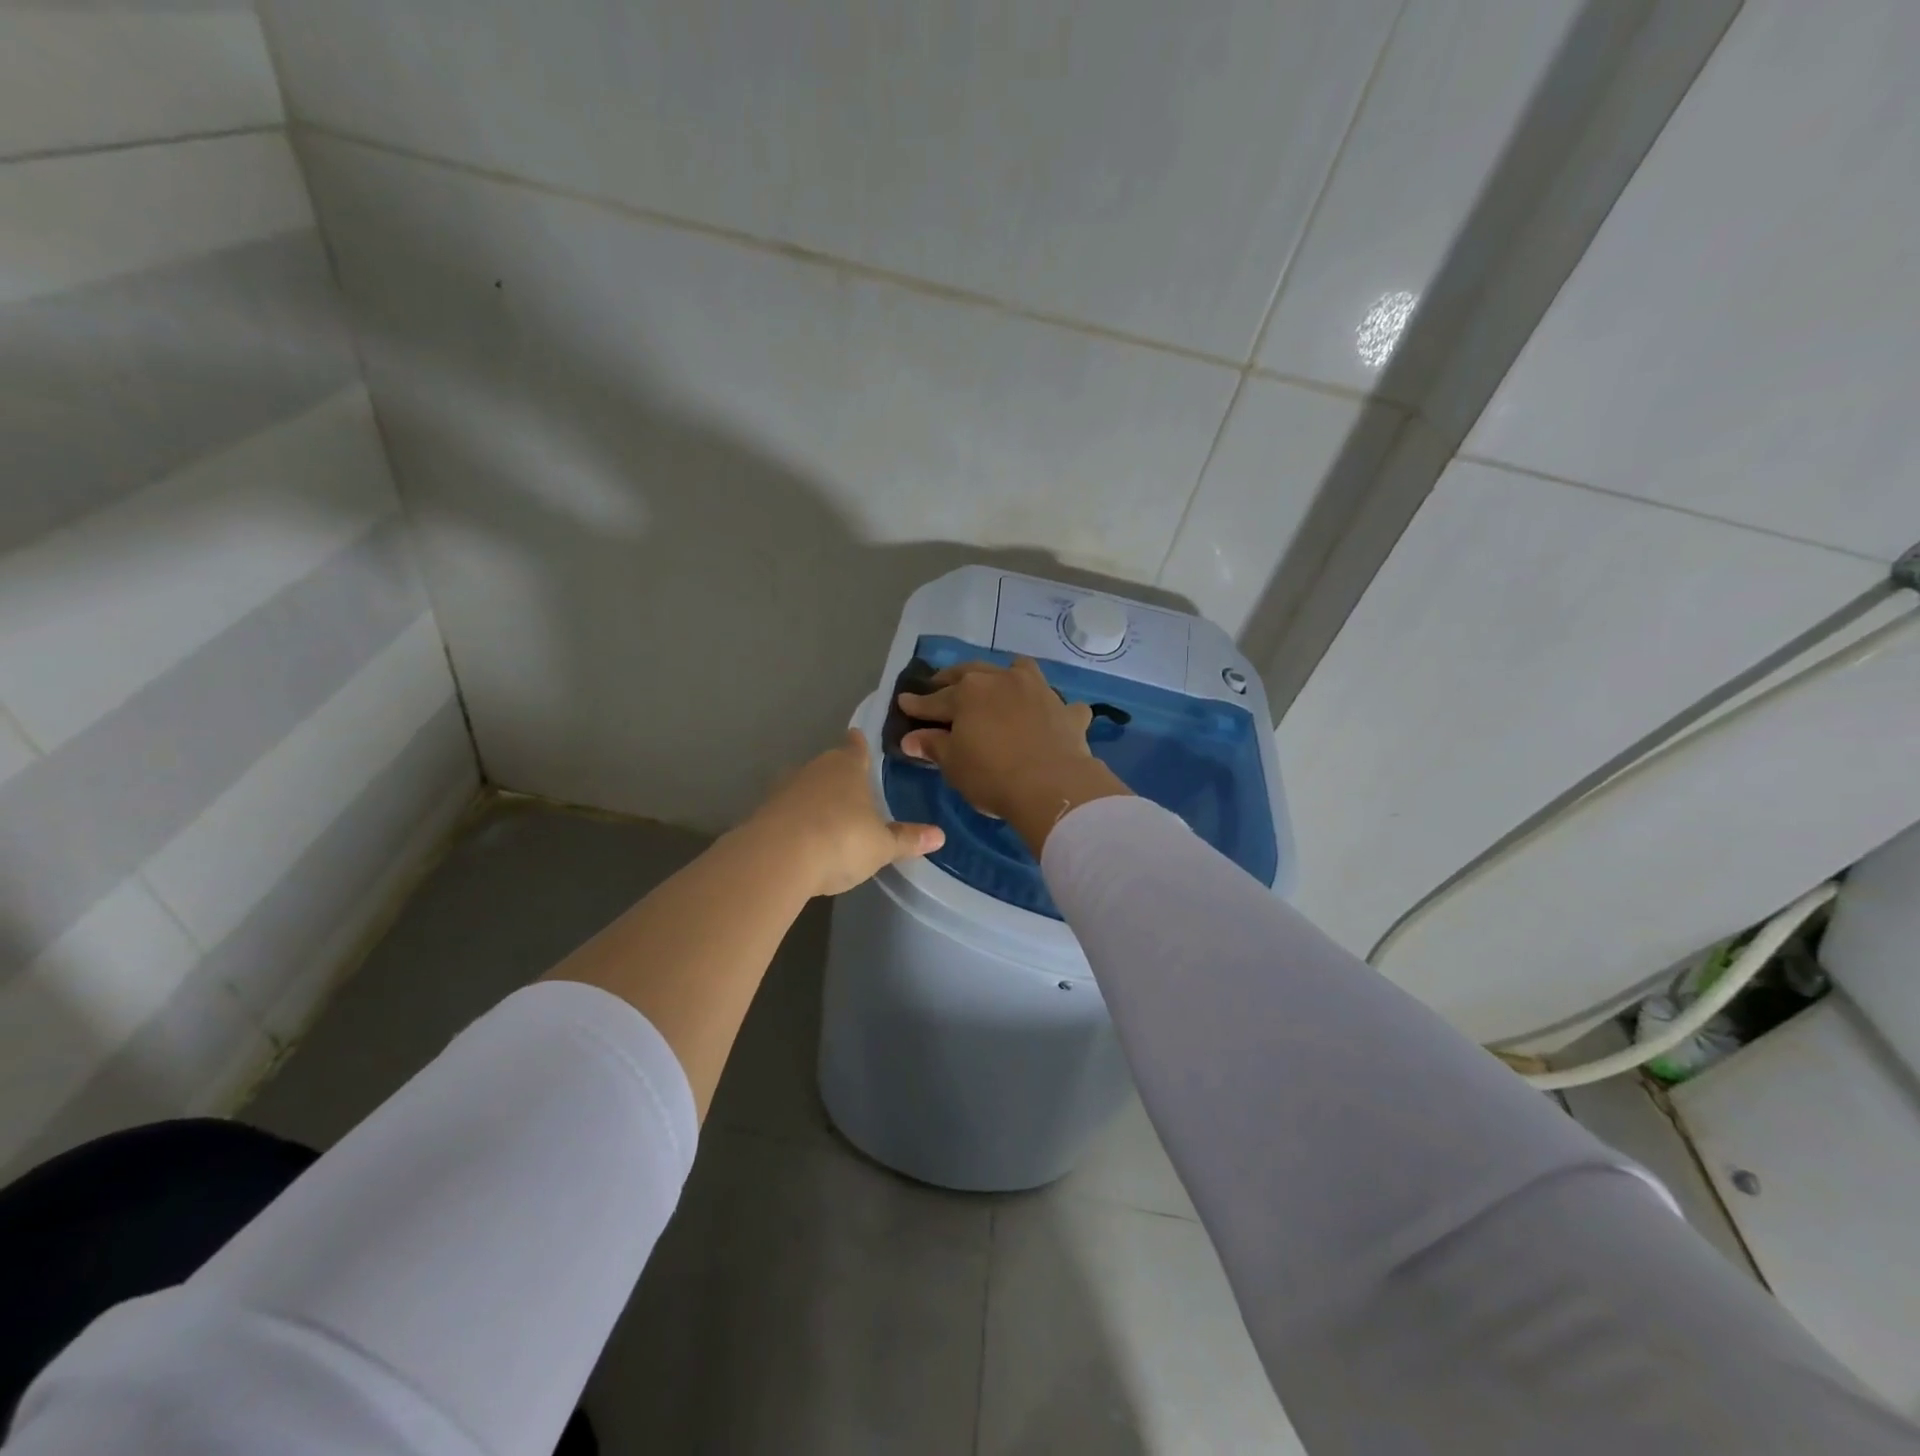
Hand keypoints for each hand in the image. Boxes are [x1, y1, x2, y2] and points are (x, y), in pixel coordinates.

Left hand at [746, 729, 943, 896]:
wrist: (777, 859)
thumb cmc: (841, 840)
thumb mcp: (882, 846)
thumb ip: (907, 839)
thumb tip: (940, 836)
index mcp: (847, 767)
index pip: (856, 747)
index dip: (859, 744)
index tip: (858, 737)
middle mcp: (814, 770)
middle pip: (829, 766)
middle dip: (838, 775)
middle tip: (852, 788)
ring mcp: (784, 790)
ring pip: (805, 788)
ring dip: (815, 799)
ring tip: (829, 817)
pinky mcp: (763, 814)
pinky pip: (786, 812)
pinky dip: (796, 821)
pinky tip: (803, 839)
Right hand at [899, 658, 1130, 853]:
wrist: (1052, 787)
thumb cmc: (992, 775)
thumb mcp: (953, 764)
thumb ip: (933, 745)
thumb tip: (911, 738)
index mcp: (969, 692)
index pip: (935, 698)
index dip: (918, 703)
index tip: (904, 702)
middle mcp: (1003, 680)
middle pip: (973, 673)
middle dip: (953, 679)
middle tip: (942, 686)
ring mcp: (1039, 691)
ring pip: (1020, 671)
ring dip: (1007, 676)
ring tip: (1000, 686)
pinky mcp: (1067, 711)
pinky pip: (1059, 703)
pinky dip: (1052, 708)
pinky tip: (1051, 717)